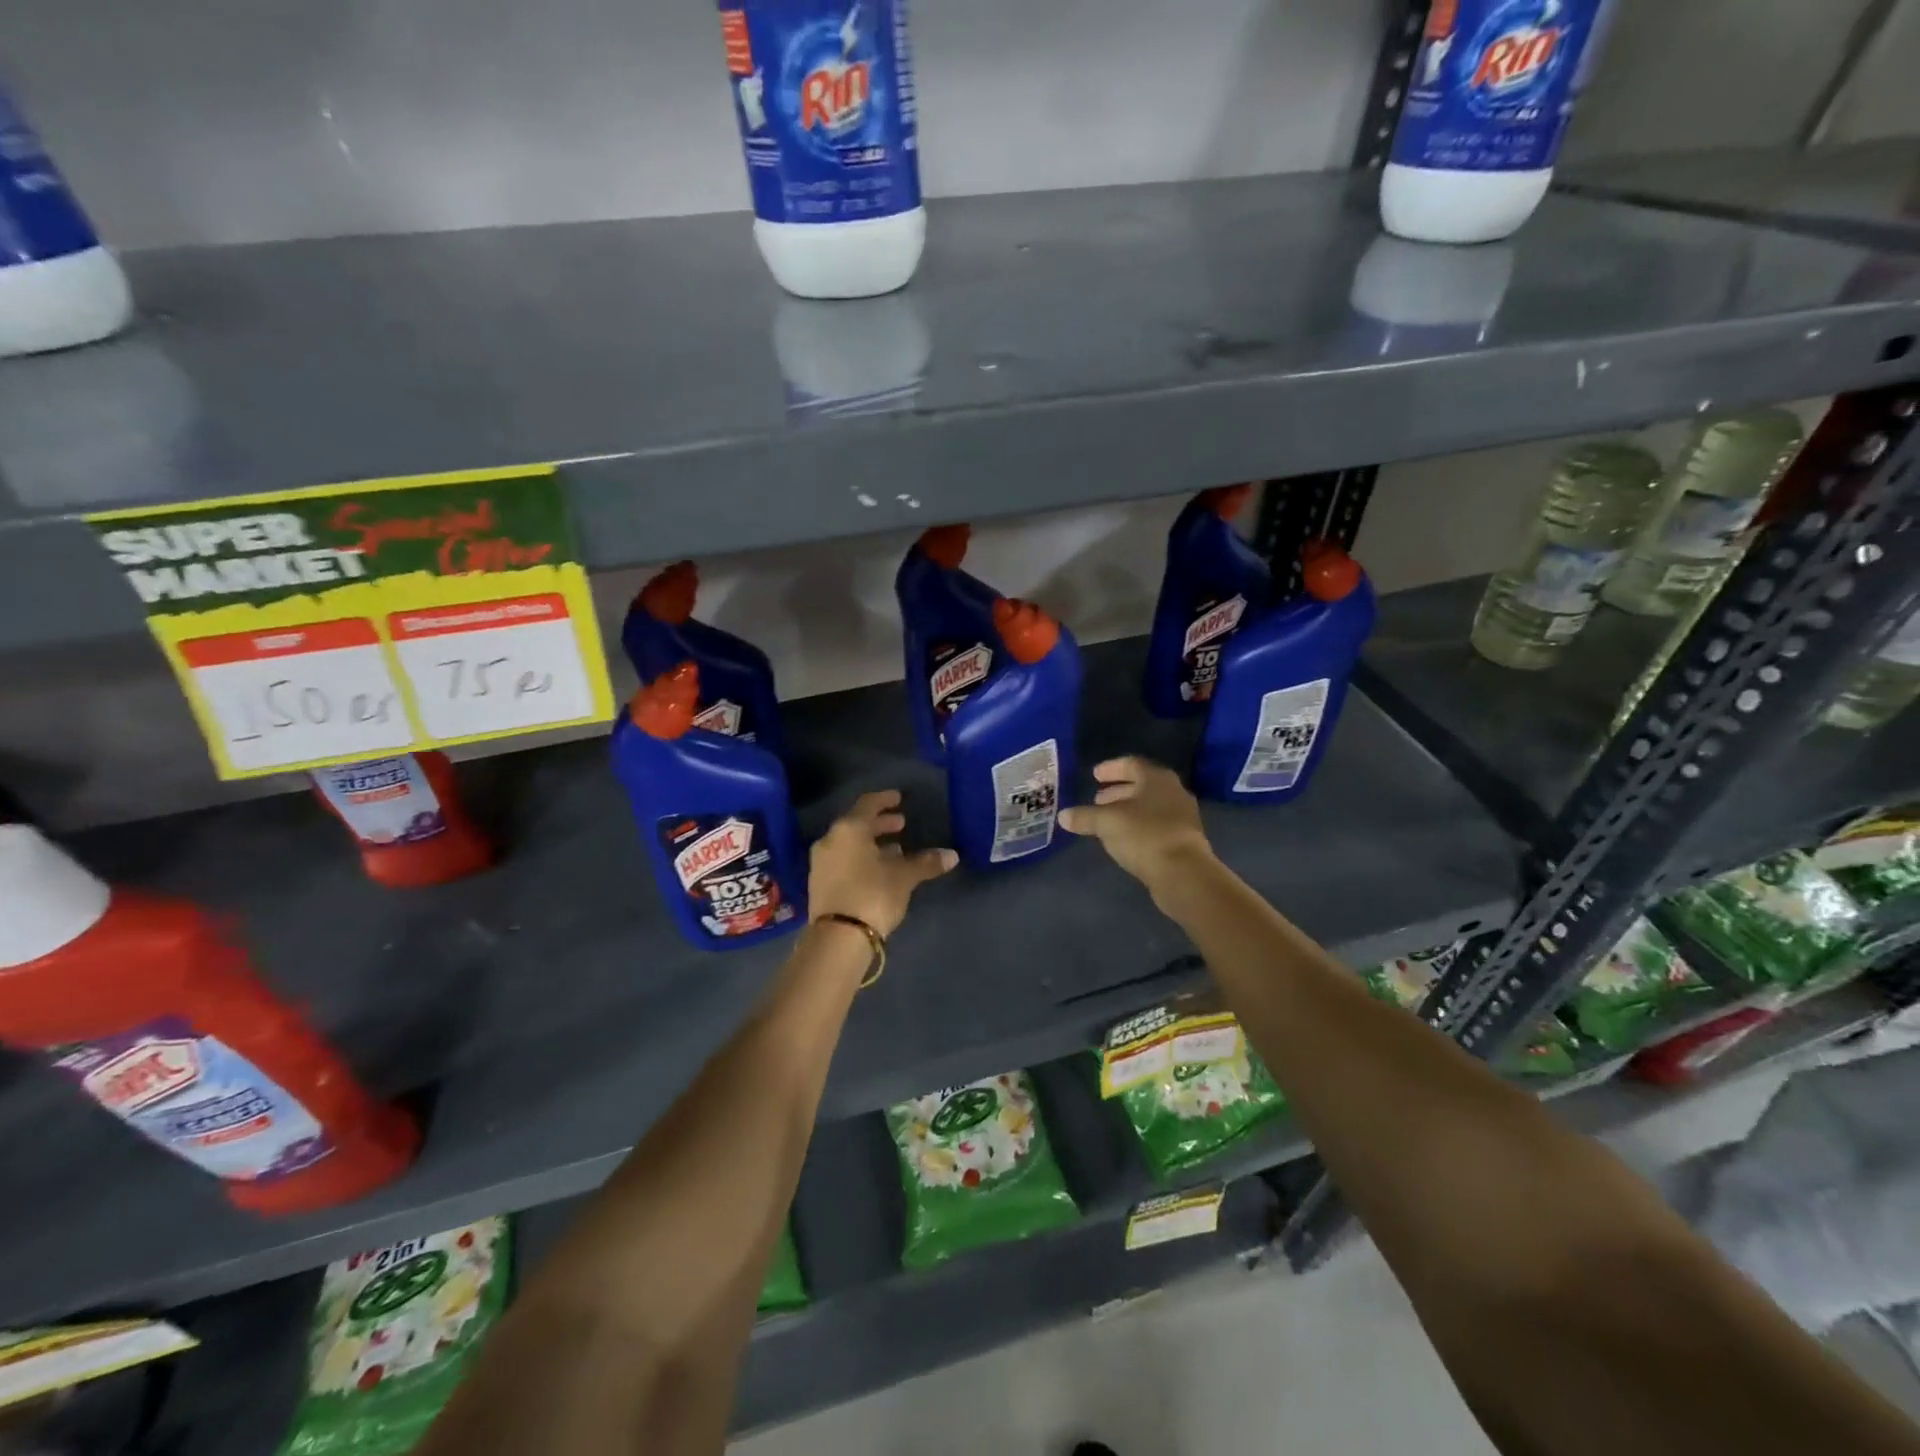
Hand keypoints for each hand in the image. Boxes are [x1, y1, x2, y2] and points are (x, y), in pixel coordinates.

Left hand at [809, 790, 955, 936]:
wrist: (838, 938)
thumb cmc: (873, 894)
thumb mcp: (904, 877)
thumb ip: (926, 863)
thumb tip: (952, 855)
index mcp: (849, 829)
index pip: (868, 804)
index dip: (885, 799)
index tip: (899, 798)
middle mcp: (830, 840)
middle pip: (857, 824)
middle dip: (880, 824)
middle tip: (901, 825)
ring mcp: (821, 863)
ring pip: (849, 844)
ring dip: (871, 844)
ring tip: (894, 851)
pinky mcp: (819, 884)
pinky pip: (842, 861)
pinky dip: (860, 859)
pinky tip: (878, 871)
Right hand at [1057, 757, 1214, 900]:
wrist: (1183, 873)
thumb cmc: (1144, 835)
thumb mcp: (1106, 823)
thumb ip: (1084, 816)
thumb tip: (1063, 816)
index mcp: (1156, 778)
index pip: (1131, 764)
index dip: (1111, 768)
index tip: (1095, 775)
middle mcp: (1173, 791)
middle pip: (1142, 785)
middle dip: (1118, 791)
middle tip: (1098, 799)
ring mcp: (1183, 816)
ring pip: (1150, 806)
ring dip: (1128, 810)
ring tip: (1107, 820)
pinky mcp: (1185, 840)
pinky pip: (1157, 825)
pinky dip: (1139, 826)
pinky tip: (1125, 838)